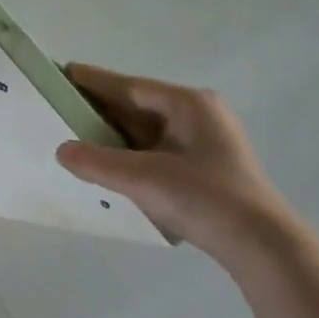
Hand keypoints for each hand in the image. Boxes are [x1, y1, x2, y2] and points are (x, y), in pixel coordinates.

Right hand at [56, 63, 301, 265]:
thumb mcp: (144, 178)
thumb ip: (98, 162)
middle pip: (137, 107)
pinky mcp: (201, 169)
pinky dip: (127, 154)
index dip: (93, 81)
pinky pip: (153, 151)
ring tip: (73, 135)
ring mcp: (201, 143)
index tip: (61, 73)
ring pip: (145, 131)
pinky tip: (105, 165)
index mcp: (188, 105)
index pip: (130, 87)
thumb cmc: (204, 198)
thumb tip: (62, 150)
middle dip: (99, 109)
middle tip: (58, 107)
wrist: (260, 244)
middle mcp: (197, 117)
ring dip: (111, 135)